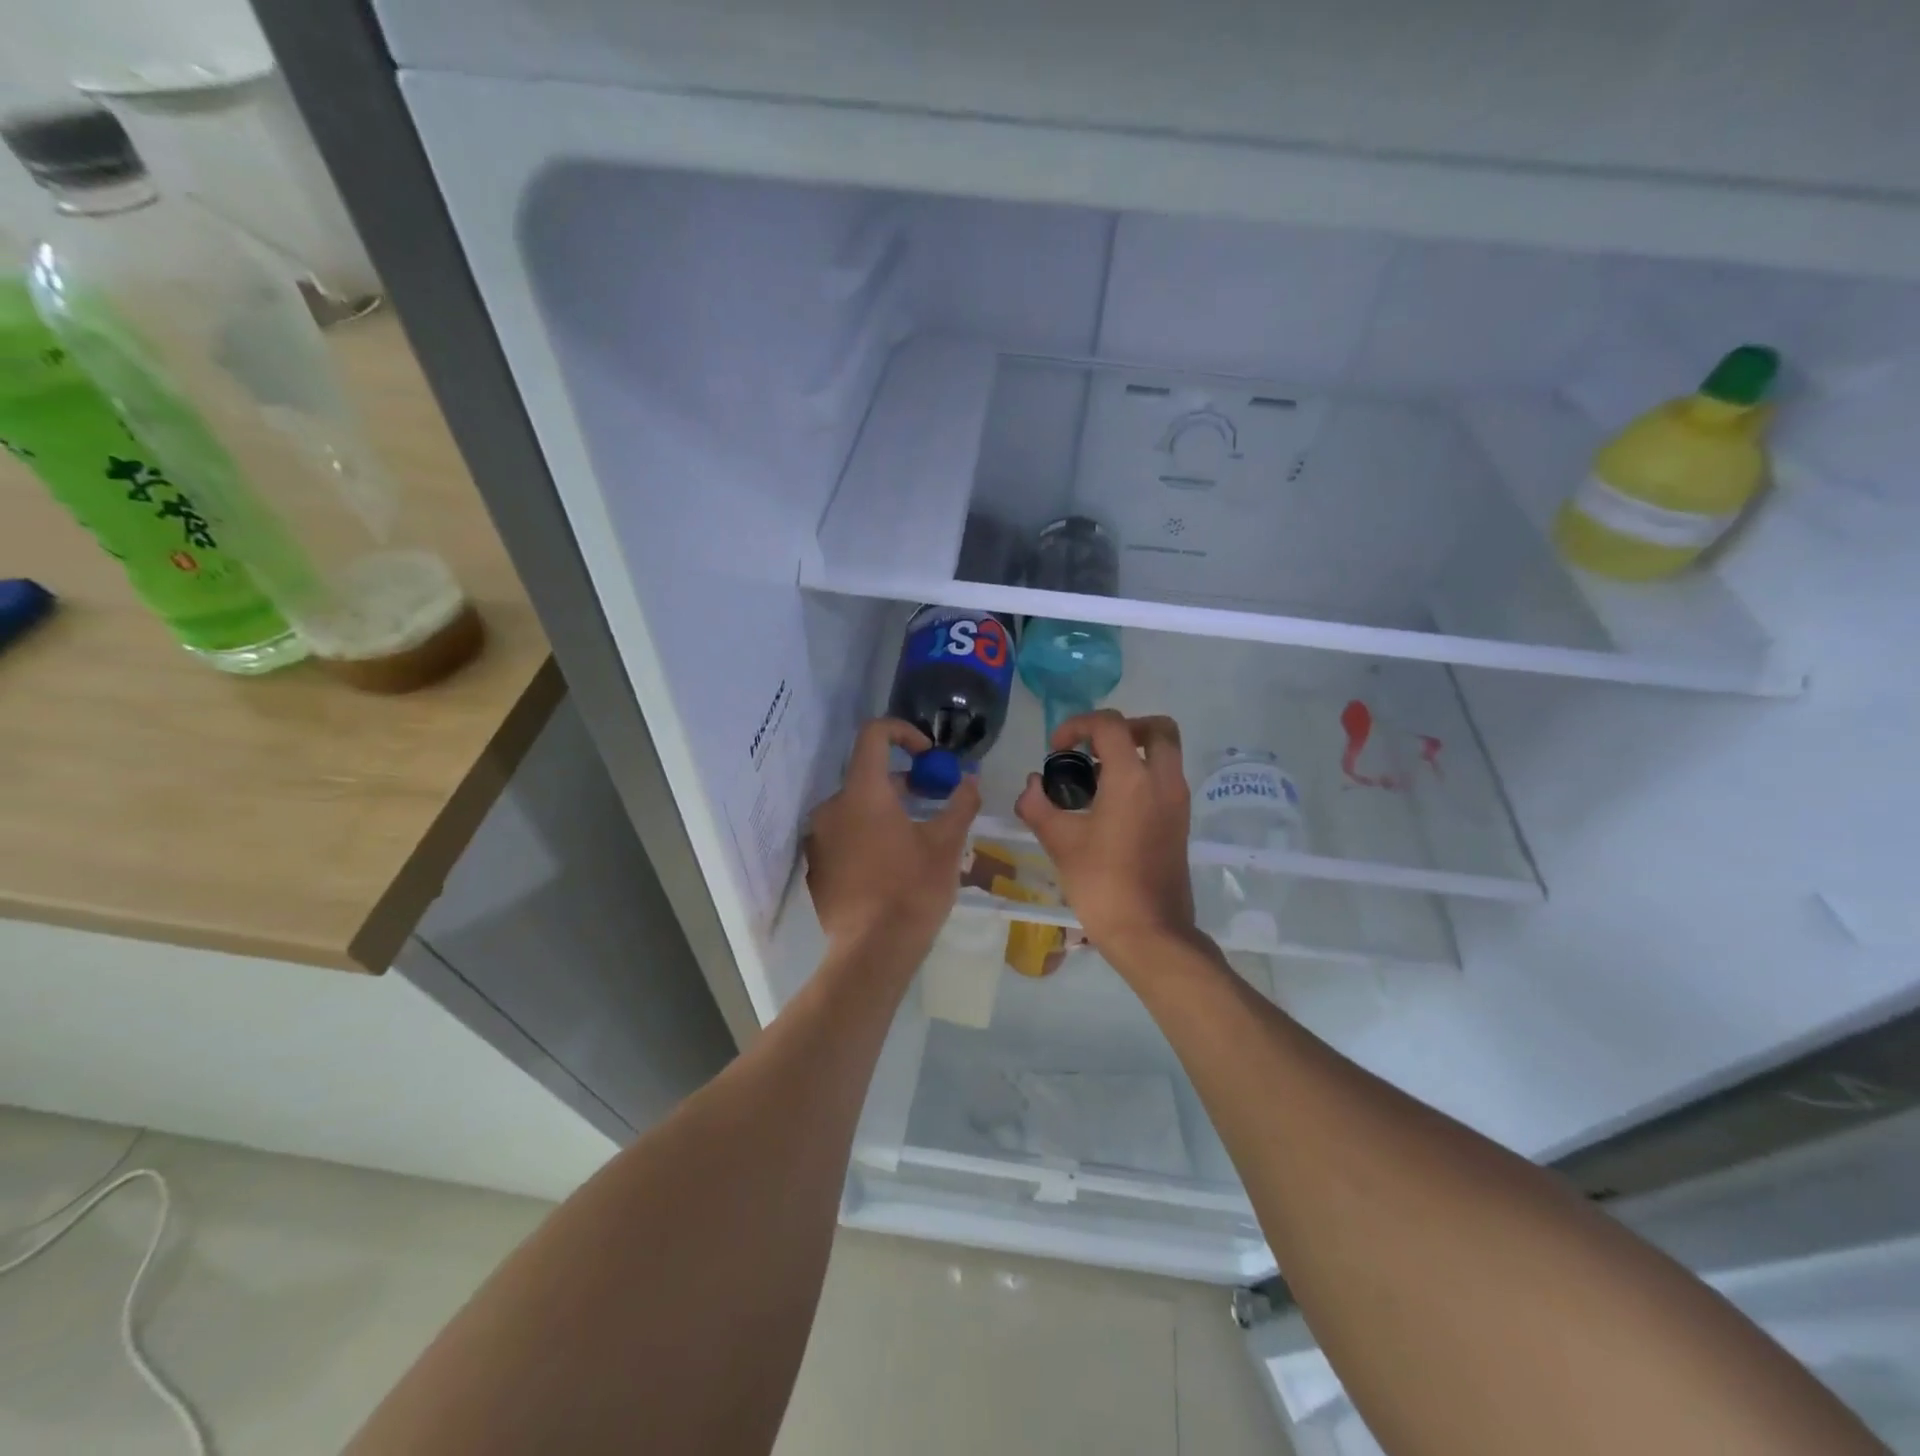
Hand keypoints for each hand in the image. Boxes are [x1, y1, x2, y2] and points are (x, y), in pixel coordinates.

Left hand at [804, 718, 979, 958]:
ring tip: (915, 837)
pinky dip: (866, 838)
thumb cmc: (913, 889)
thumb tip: (970, 781)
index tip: (928, 755)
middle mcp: (831, 808)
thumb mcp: (946, 844)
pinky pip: (843, 838)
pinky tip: (890, 867)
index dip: (903, 732)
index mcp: (862, 792)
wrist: (872, 951)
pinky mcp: (815, 868)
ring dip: (885, 811)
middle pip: (867, 776)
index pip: (874, 735)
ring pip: (855, 809)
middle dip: (902, 782)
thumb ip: (960, 804)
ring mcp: (818, 840)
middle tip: (932, 801)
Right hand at [1015, 710, 1200, 969]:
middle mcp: (1163, 781)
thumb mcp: (1060, 842)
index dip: (1077, 725)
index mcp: (1133, 778)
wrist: (1150, 932)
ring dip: (1133, 752)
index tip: (1056, 750)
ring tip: (1095, 779)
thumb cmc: (1102, 883)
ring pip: (1165, 754)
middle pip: (1157, 729)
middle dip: (1123, 728)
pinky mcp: (1181, 823)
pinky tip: (1109, 806)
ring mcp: (1177, 803)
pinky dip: (1142, 776)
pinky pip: (1165, 780)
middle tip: (1093, 748)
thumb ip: (1038, 805)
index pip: (1109, 724)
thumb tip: (1031, 785)